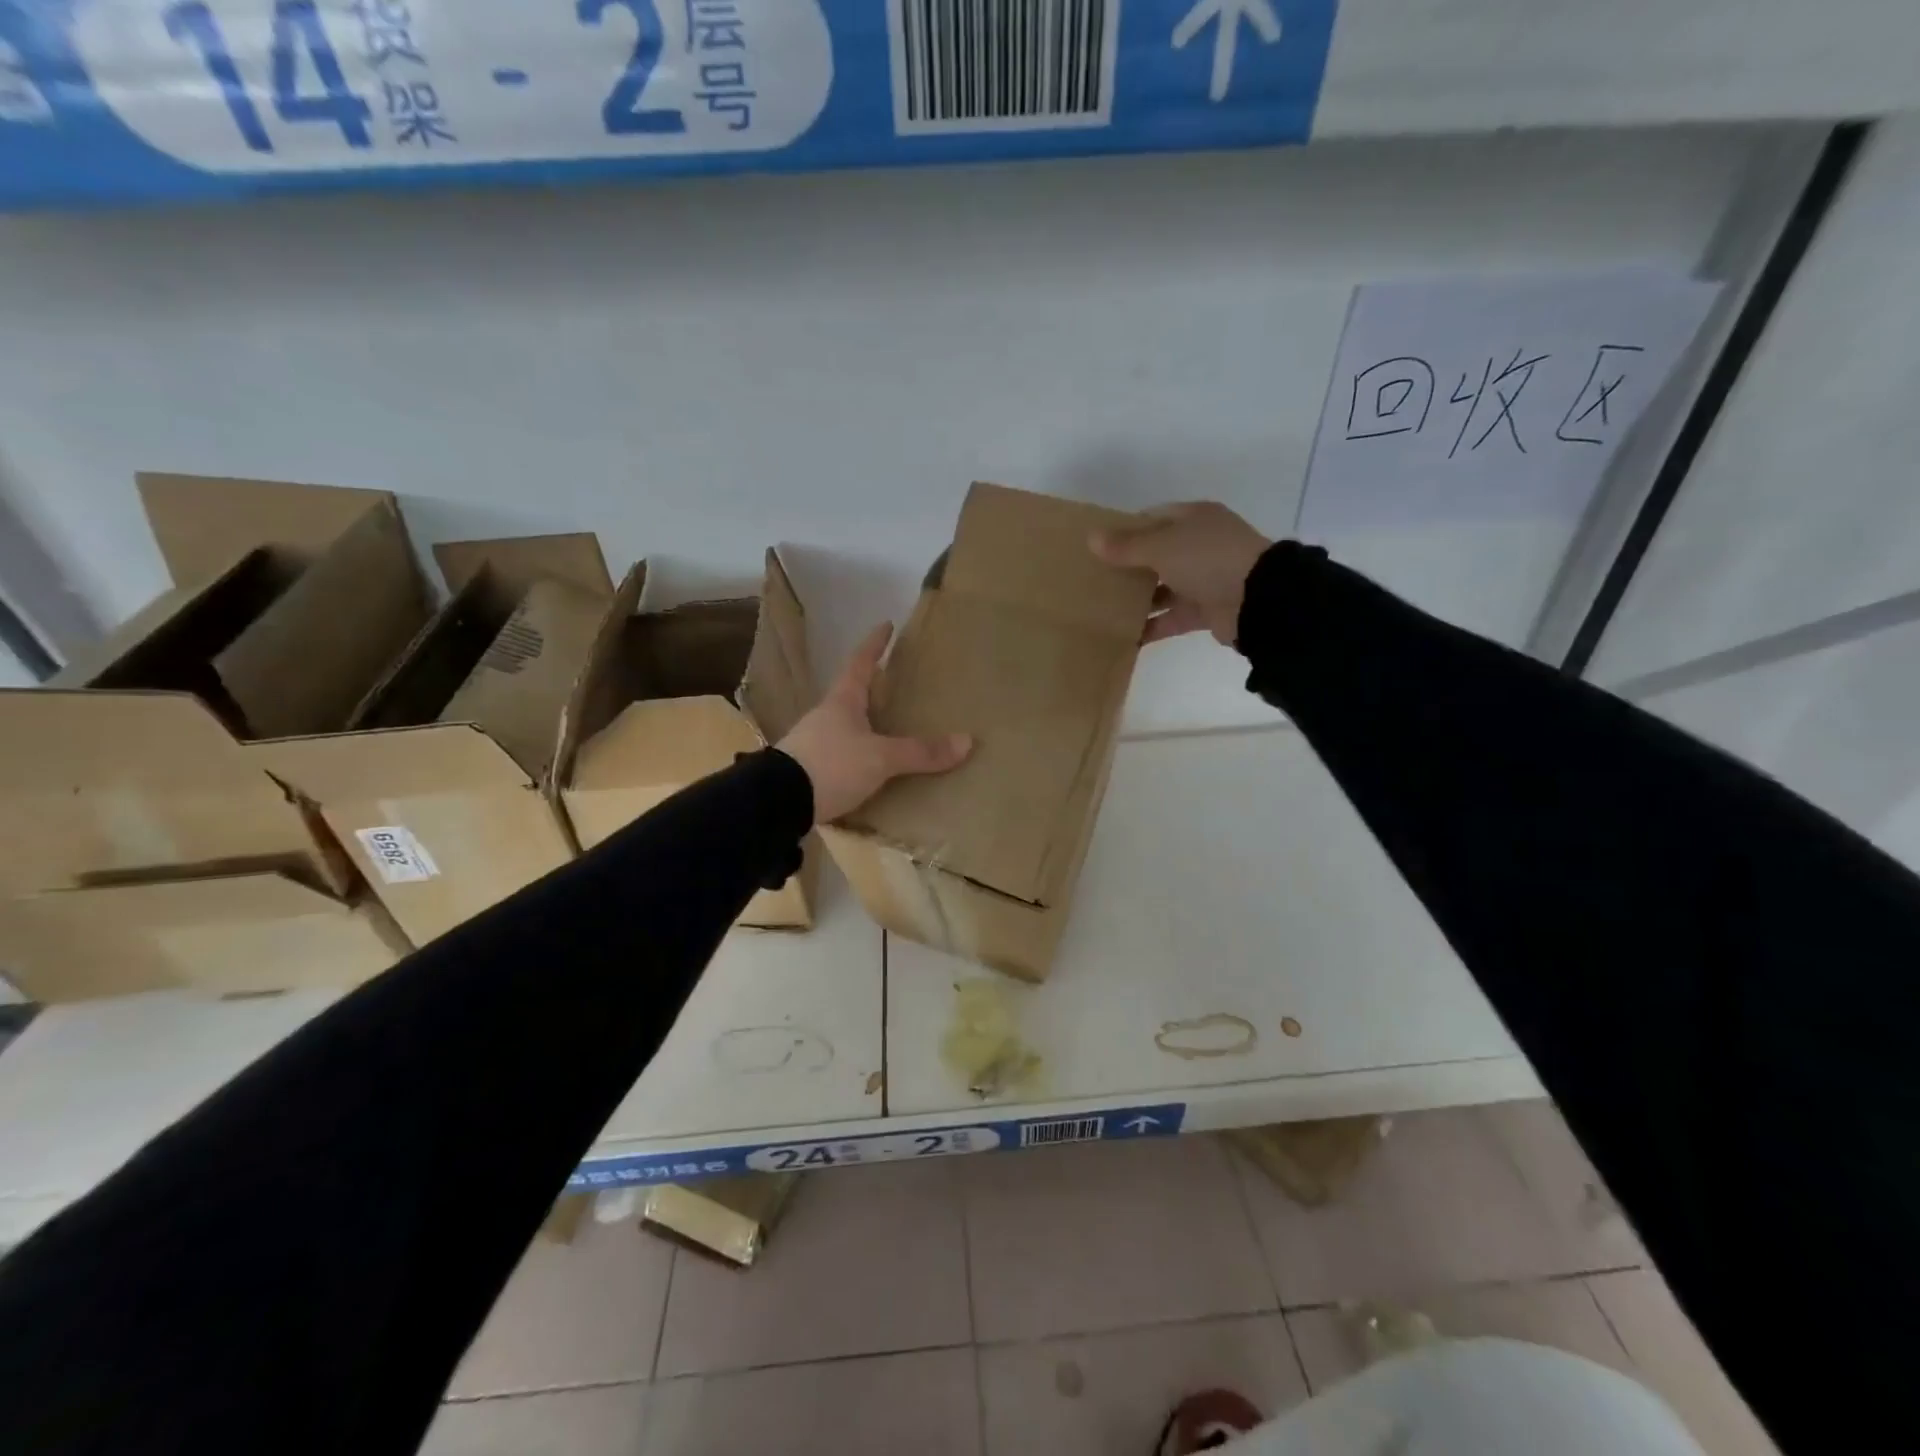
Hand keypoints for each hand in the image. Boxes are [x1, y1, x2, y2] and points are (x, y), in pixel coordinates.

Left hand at [778, 623, 972, 824]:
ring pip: (846, 725)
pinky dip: (859, 754)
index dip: (874, 644)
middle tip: (895, 682)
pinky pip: (842, 755)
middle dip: (872, 687)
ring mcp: (814, 743)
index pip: (859, 663)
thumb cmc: (831, 765)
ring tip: (888, 727)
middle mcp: (825, 716)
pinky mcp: (810, 771)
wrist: (778, 803)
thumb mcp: (880, 758)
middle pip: (851, 694)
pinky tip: (871, 767)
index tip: (885, 625)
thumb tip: (967, 741)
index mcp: (841, 702)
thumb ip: (920, 752)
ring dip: (865, 723)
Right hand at [1089, 501, 1272, 645]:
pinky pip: (1172, 617)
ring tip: (1103, 609)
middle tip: (1094, 580)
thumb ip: (1126, 546)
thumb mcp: (1162, 546)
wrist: (1258, 600)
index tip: (1097, 546)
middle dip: (1128, 568)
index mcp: (1194, 519)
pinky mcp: (1206, 610)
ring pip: (1163, 588)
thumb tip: (1092, 538)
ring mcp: (1205, 579)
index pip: (1154, 518)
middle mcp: (1200, 546)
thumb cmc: (1208, 559)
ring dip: (1138, 599)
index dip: (1126, 530)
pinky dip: (1152, 626)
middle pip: (1157, 555)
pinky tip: (1124, 636)